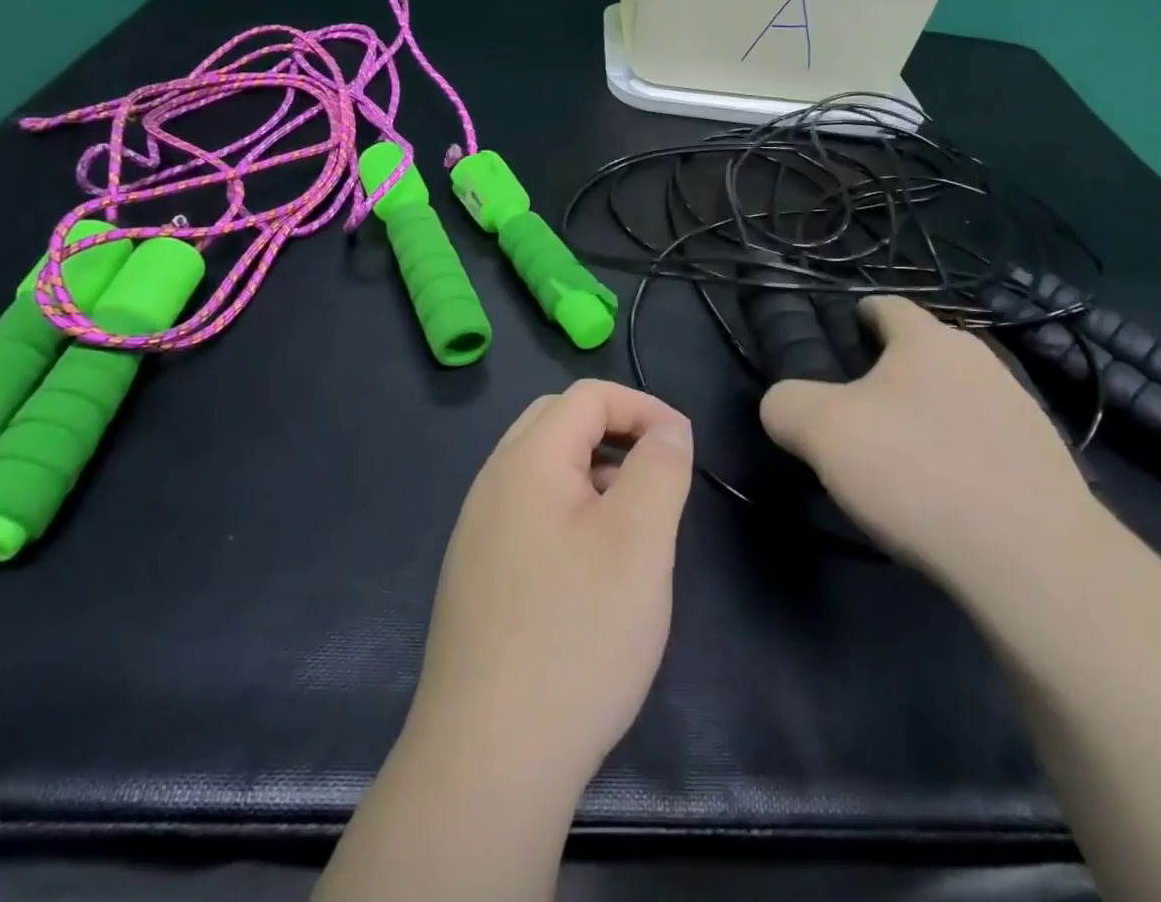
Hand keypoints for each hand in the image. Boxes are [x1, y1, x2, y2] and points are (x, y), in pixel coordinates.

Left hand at [405, 379, 693, 794]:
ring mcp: (477, 533)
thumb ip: (660, 467)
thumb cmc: (576, 636)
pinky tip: (592, 570)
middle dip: (615, 434)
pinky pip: (530, 513)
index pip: (588, 396)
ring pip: (544, 470)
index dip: (642, 407)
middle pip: (558, 422)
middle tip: (655, 479)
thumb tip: (668, 430)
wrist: (488, 763)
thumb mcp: (639, 541)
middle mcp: (492, 484)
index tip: (683, 448)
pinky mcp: (477, 577)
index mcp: (525, 462)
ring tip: (632, 527)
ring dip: (594, 475)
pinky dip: (570, 512)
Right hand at [760, 297, 1094, 582]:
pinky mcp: (1045, 463)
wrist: (1031, 557)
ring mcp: (1020, 411)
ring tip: (901, 457)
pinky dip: (960, 455)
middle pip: (924, 352)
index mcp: (928, 340)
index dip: (859, 315)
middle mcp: (979, 361)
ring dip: (928, 414)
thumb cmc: (917, 470)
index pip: (887, 306)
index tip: (840, 337)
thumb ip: (787, 405)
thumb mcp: (822, 432)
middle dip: (891, 372)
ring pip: (957, 397)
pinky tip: (944, 494)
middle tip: (857, 409)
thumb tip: (784, 405)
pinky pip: (985, 443)